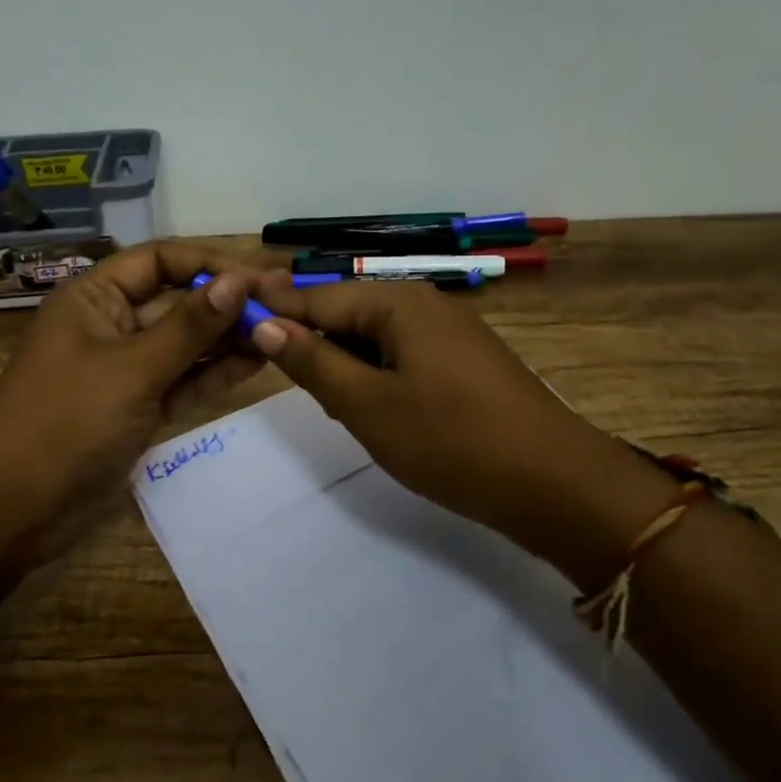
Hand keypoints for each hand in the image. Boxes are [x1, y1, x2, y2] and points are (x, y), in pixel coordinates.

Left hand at [0, 242, 266, 556]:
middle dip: (227, 301)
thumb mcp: (132, 368)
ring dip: (228, 337)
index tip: (260, 277)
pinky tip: (257, 362)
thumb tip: (239, 281)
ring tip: (282, 331)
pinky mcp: (138, 408)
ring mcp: (126, 369)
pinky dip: (215, 372)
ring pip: (185, 343)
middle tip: (286, 304)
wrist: (14, 510)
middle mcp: (111, 324)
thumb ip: (190, 326)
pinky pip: (183, 380)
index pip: (160, 260)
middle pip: (177, 300)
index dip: (210, 262)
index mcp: (94, 297)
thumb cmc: (66, 422)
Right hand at [248, 276, 677, 584]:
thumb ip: (312, 362)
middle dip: (308, 341)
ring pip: (372, 337)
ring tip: (312, 394)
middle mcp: (423, 302)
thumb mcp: (367, 405)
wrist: (553, 483)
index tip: (227, 324)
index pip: (316, 297)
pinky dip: (373, 374)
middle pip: (345, 312)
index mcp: (397, 302)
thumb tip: (263, 324)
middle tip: (268, 372)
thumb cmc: (450, 441)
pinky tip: (362, 403)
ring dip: (340, 362)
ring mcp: (448, 331)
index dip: (272, 312)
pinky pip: (400, 355)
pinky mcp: (462, 360)